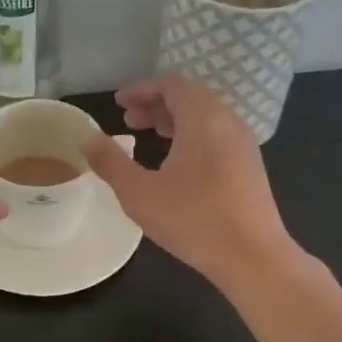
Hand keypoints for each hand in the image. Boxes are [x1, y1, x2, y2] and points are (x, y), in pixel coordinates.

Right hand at [82, 77, 299, 286]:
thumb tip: (87, 139)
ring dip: (175, 120)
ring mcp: (244, 144)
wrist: (253, 257)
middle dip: (156, 104)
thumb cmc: (193, 220)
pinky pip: (217, 135)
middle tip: (128, 119)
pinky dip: (192, 135)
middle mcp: (228, 122)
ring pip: (206, 117)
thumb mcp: (139, 192)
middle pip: (190, 97)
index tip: (118, 102)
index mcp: (203, 118)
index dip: (142, 89)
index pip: (172, 85)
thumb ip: (110, 162)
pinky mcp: (250, 166)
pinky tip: (176, 162)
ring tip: (148, 135)